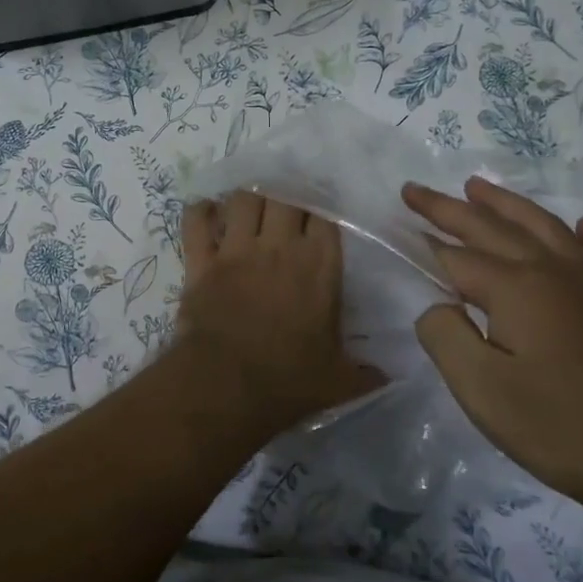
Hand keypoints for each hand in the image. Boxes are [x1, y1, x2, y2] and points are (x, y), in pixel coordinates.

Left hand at [176, 192, 384, 430]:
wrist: (227, 385)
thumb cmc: (289, 380)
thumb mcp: (339, 380)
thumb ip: (364, 373)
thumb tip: (386, 377)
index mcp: (319, 265)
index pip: (325, 215)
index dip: (322, 207)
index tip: (320, 212)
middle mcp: (278, 247)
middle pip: (284, 196)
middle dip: (286, 195)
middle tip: (285, 206)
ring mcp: (236, 250)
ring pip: (243, 199)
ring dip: (248, 199)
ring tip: (251, 207)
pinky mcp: (201, 262)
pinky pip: (196, 222)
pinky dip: (200, 211)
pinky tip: (207, 212)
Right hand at [402, 178, 582, 504]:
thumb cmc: (556, 425)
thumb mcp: (480, 387)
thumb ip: (445, 335)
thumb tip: (437, 307)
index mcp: (515, 288)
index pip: (457, 257)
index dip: (425, 242)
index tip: (398, 224)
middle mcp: (552, 274)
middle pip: (494, 229)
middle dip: (450, 208)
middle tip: (416, 190)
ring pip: (545, 229)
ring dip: (508, 205)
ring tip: (478, 186)